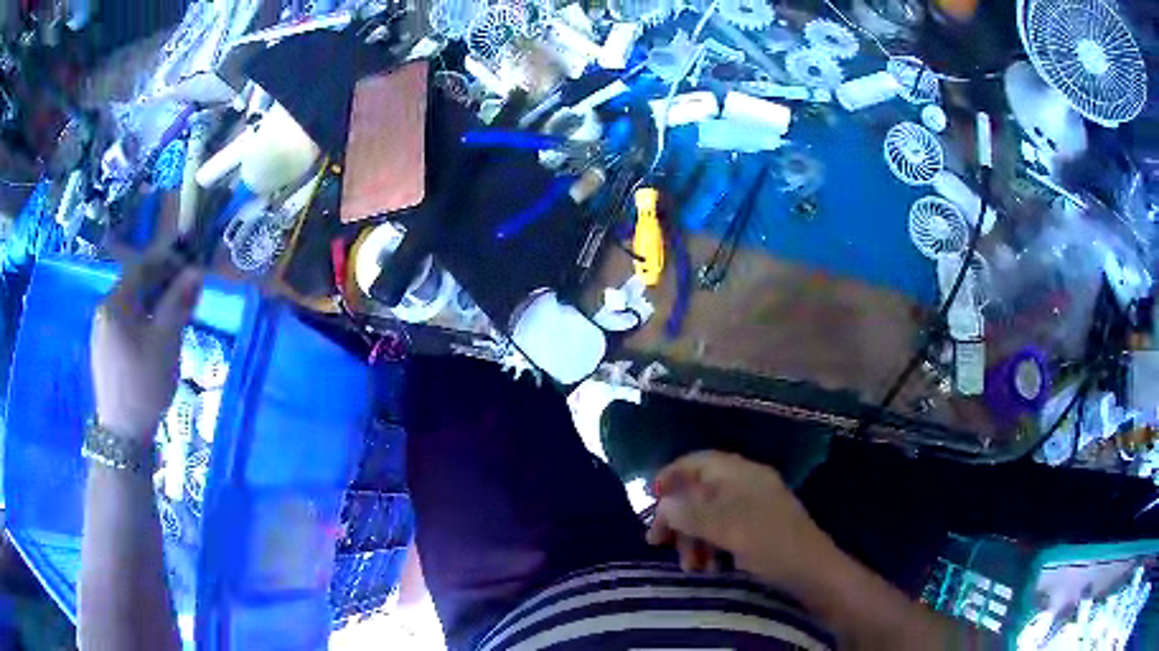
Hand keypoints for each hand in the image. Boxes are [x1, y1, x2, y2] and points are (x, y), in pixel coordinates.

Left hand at [91, 255, 201, 440]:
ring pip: (130, 306)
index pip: (142, 267)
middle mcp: (104, 310)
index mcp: (115, 303)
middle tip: (185, 299)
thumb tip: (196, 271)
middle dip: (161, 286)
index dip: (167, 263)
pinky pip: (124, 324)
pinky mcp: (103, 351)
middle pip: (134, 285)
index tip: (189, 272)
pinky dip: (141, 322)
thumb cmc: (144, 385)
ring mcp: (101, 332)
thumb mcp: (166, 342)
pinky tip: (153, 341)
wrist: (123, 435)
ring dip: (152, 305)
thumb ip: (178, 304)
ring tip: (172, 321)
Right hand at [646, 451, 833, 588]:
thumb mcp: (728, 527)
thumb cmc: (771, 543)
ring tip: (689, 567)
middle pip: (699, 492)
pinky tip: (707, 568)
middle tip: (657, 543)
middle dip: (678, 517)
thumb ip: (692, 513)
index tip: (650, 498)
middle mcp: (745, 486)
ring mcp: (751, 509)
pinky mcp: (755, 532)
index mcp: (741, 475)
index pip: (699, 462)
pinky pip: (722, 532)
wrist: (812, 572)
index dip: (672, 475)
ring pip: (708, 516)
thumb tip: (664, 503)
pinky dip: (709, 547)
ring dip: (692, 539)